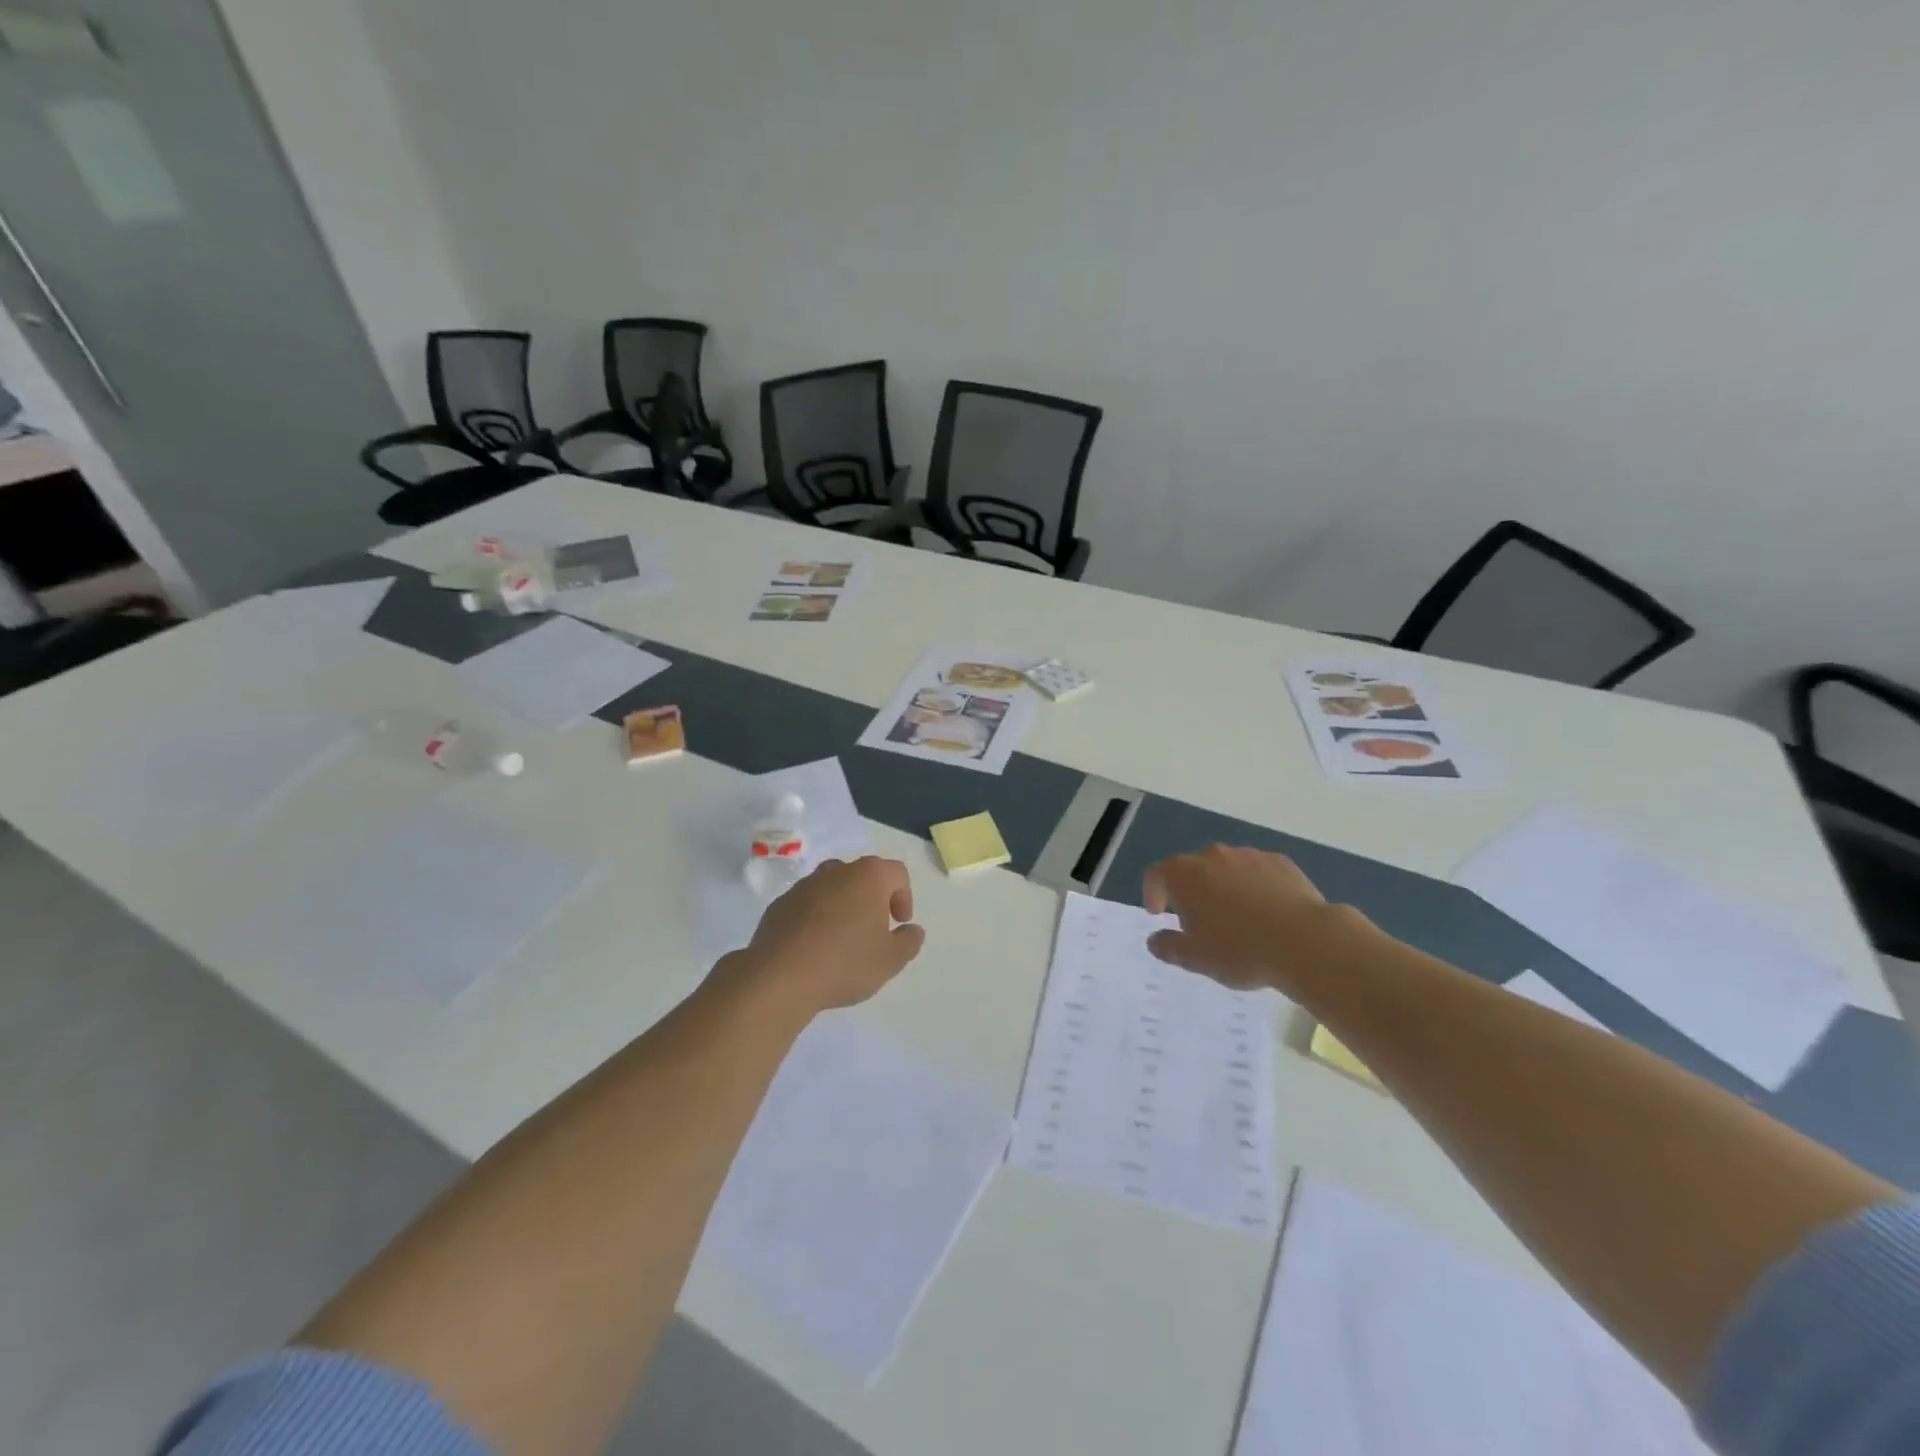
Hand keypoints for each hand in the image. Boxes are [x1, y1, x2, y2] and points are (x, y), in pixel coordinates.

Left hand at [735, 856, 926, 1012]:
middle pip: (863, 876)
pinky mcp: (780, 904)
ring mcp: (804, 885)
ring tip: (842, 941)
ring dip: (842, 907)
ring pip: (832, 888)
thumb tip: (912, 930)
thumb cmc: (845, 962)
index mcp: (869, 876)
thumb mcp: (891, 960)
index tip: (898, 924)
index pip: (897, 873)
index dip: (904, 897)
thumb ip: (909, 941)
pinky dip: (815, 918)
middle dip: (872, 899)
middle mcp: (837, 870)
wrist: (780, 976)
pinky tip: (814, 948)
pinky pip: (807, 905)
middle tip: (873, 931)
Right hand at [1142, 845, 1349, 990]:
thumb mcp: (1195, 958)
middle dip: (1190, 891)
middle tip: (1199, 920)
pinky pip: (1257, 872)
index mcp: (1183, 874)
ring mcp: (1248, 855)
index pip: (1156, 875)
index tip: (1159, 914)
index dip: (1152, 893)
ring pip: (1225, 868)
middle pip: (1191, 869)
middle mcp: (1212, 855)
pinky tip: (1266, 912)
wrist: (1305, 941)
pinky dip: (1253, 886)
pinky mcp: (1280, 862)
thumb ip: (1168, 946)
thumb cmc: (1239, 950)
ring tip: (1236, 918)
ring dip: (1223, 887)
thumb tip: (1155, 939)